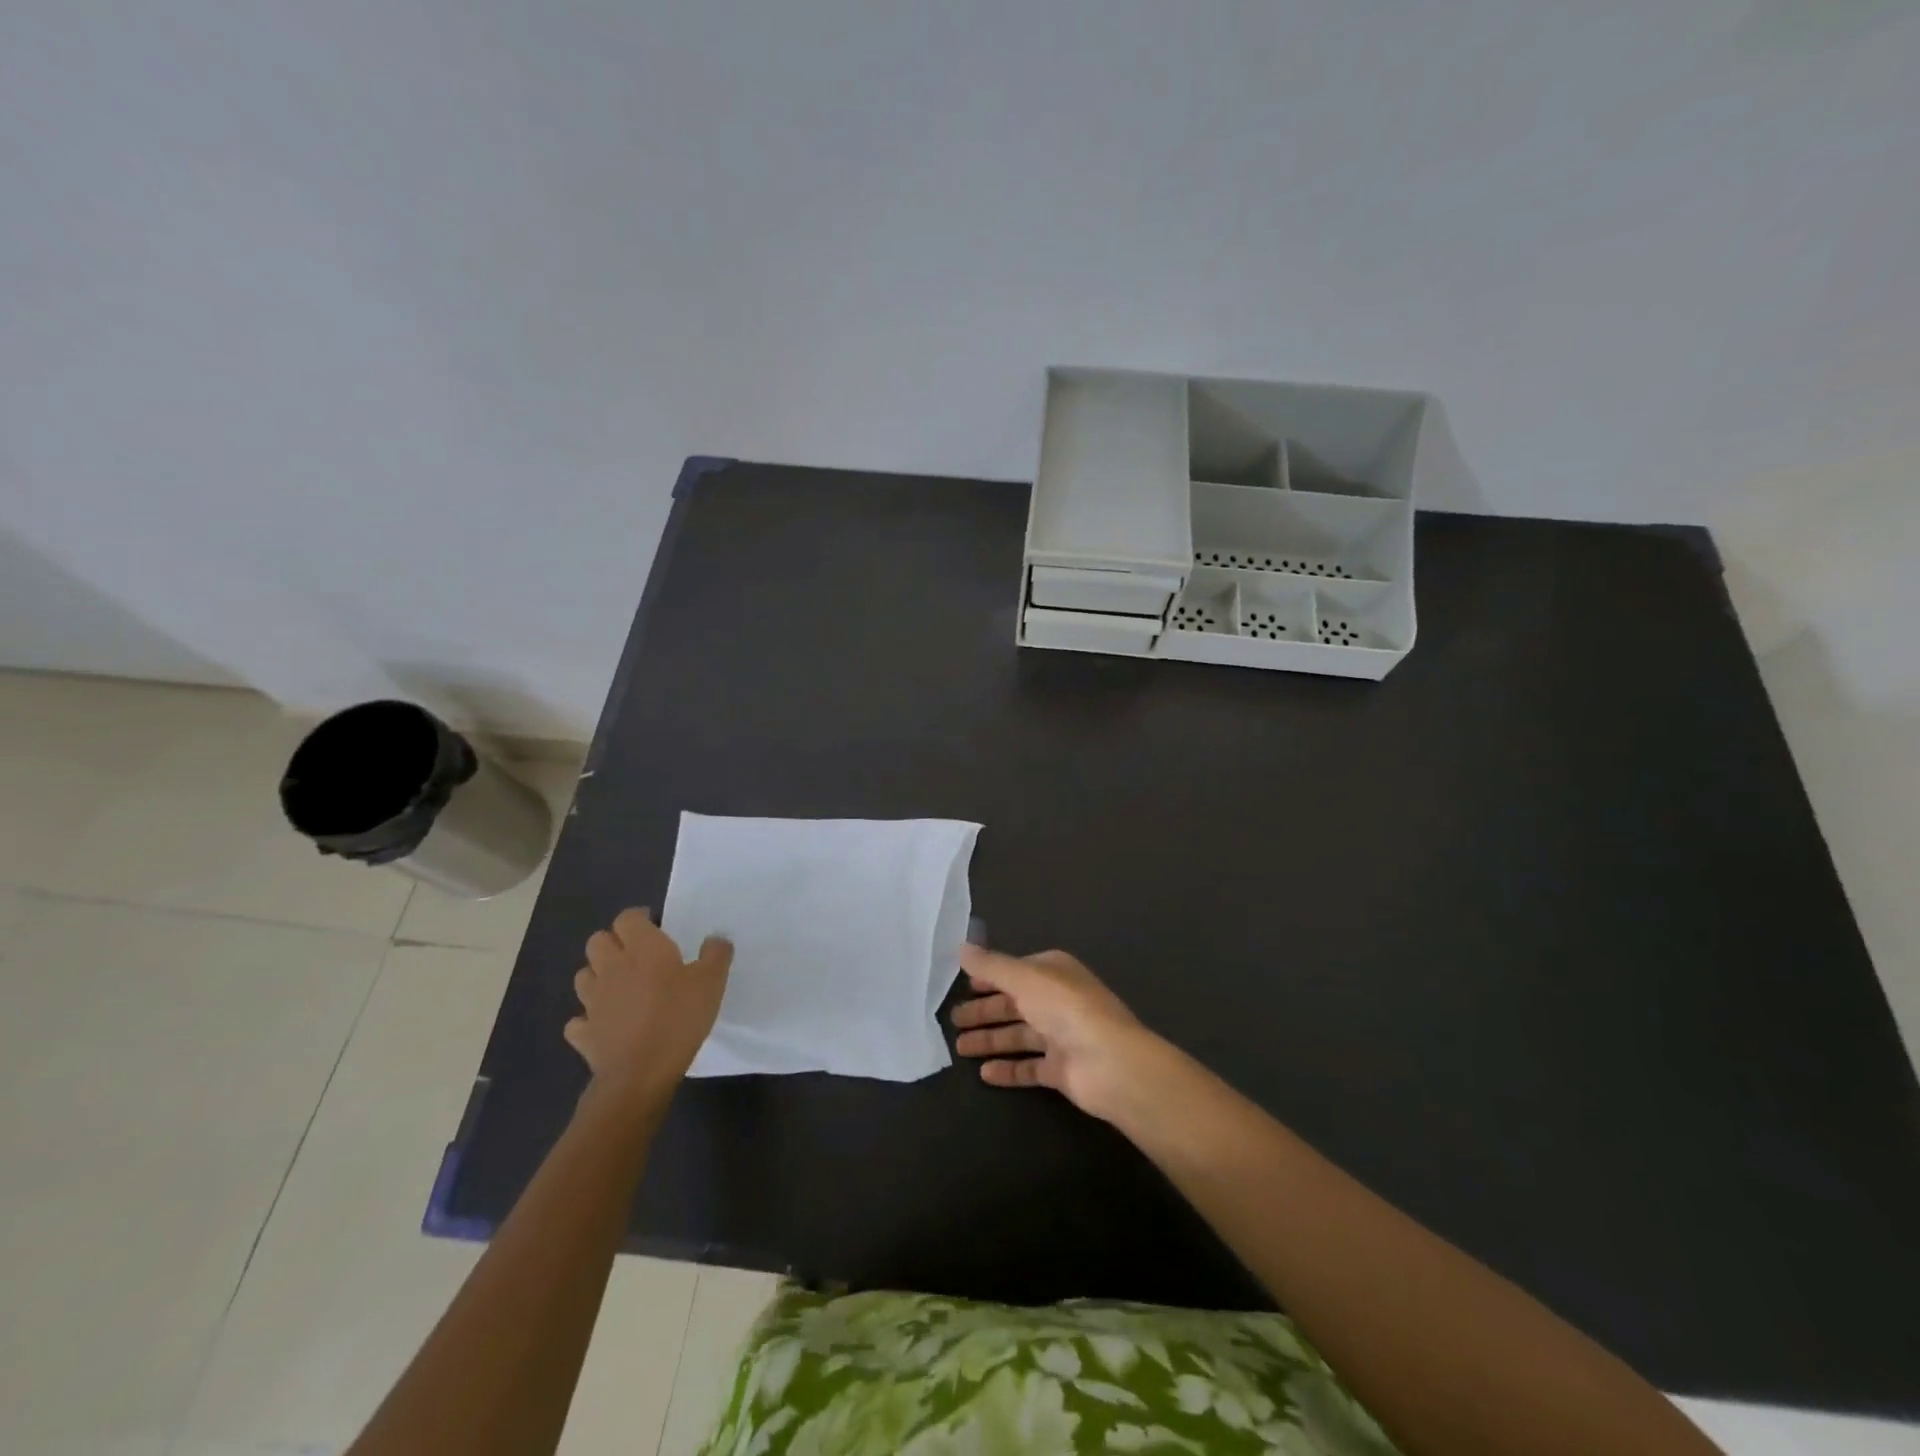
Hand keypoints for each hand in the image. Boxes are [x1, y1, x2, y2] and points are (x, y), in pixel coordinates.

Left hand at [567, 908, 732, 1107]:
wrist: (640, 1073)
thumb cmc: (678, 1018)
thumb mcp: (712, 982)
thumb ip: (716, 955)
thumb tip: (715, 939)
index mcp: (643, 949)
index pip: (627, 918)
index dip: (639, 918)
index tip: (655, 926)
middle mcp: (612, 968)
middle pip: (597, 941)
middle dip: (613, 942)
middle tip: (636, 954)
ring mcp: (592, 1001)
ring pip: (584, 975)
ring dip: (598, 975)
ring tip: (619, 986)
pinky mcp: (584, 1033)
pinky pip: (578, 1020)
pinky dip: (588, 1019)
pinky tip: (604, 1023)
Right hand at [951, 946, 1160, 1122]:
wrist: (1110, 1063)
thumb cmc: (1066, 1009)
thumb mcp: (1024, 978)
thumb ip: (991, 966)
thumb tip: (961, 947)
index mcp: (1053, 972)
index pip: (1015, 971)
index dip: (989, 977)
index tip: (963, 985)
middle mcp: (1057, 1001)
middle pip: (1014, 1004)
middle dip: (985, 1011)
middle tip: (953, 1019)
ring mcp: (1061, 1036)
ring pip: (1018, 1035)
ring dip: (990, 1039)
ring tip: (959, 1047)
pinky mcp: (1061, 1070)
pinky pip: (1028, 1067)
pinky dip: (1007, 1069)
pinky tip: (984, 1073)